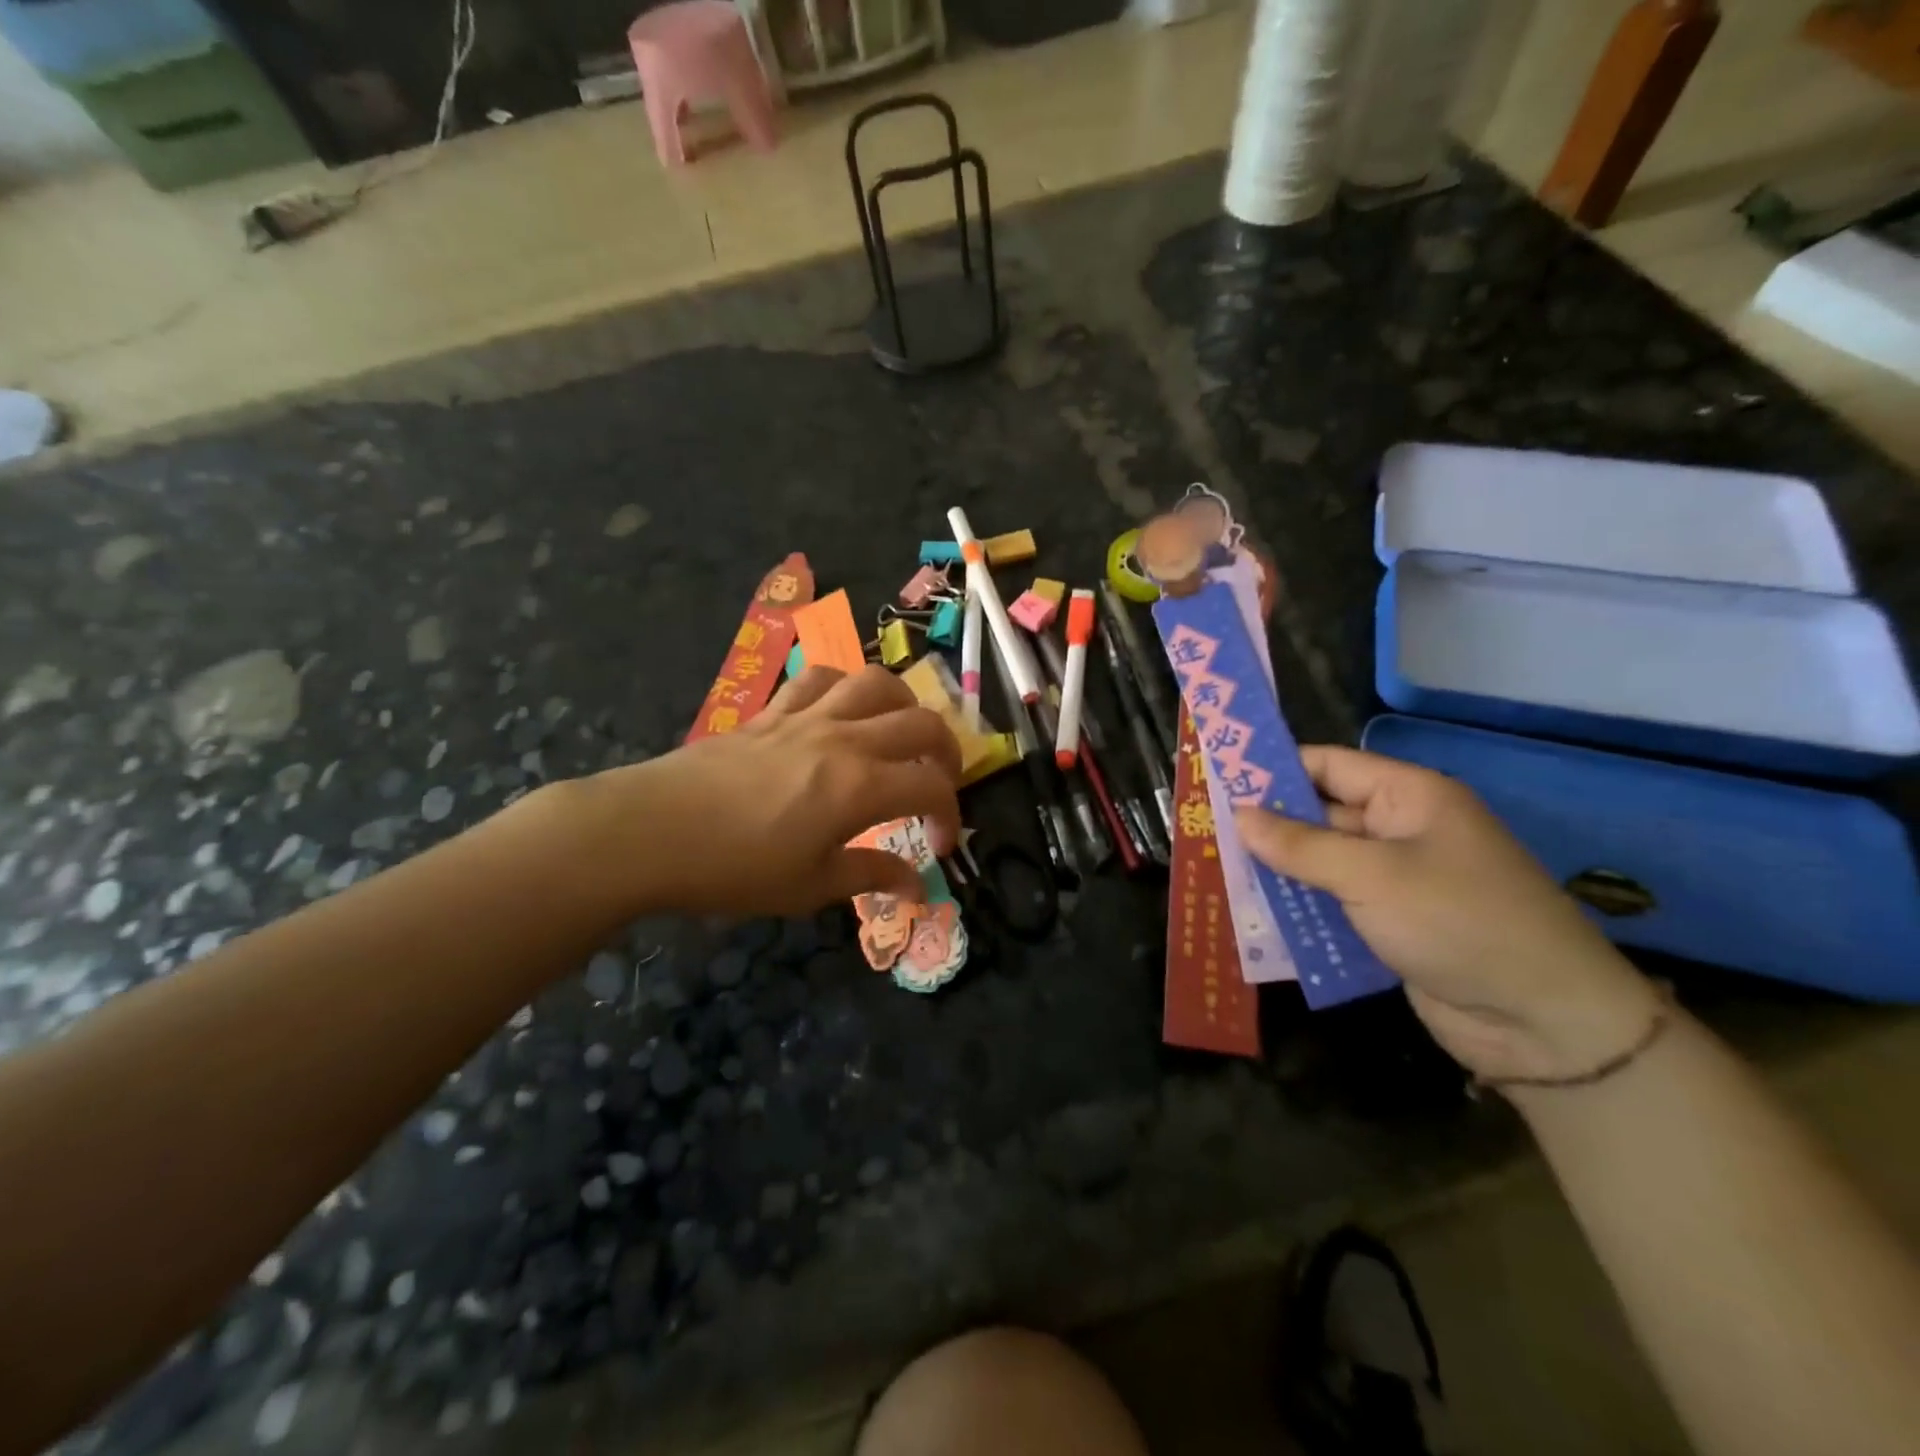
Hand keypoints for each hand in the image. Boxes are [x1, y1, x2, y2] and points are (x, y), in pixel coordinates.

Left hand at [572, 666, 962, 918]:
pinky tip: (841, 712)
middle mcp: (844, 739)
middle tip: (939, 781)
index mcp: (860, 786)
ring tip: (899, 733)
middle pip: (920, 722)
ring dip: (902, 703)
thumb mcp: (810, 887)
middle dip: (946, 752)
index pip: (932, 787)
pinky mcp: (772, 712)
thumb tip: (915, 885)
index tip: (941, 845)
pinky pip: (819, 678)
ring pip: (874, 682)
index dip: (950, 814)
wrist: (651, 831)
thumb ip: (870, 875)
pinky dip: (844, 687)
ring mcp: (806, 717)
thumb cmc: (734, 868)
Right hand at [1235, 747, 1662, 1083]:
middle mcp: (1402, 831)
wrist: (1545, 1022)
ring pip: (1323, 864)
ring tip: (1218, 874)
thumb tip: (1239, 815)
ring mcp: (1398, 881)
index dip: (1275, 768)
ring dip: (1279, 872)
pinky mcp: (1393, 925)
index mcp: (1409, 798)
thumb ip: (1300, 845)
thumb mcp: (1372, 876)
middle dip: (1268, 825)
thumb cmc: (1458, 922)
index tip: (1220, 778)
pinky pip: (1335, 905)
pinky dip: (1301, 909)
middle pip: (1321, 815)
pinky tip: (1257, 918)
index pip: (1330, 766)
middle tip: (1206, 831)